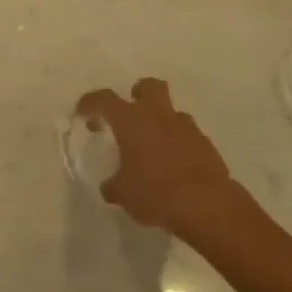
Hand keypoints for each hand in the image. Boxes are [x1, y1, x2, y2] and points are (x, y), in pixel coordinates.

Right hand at [75, 77, 241, 238]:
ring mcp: (186, 127)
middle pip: (149, 86)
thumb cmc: (156, 193)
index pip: (103, 99)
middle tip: (130, 113)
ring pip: (171, 112)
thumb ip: (113, 185)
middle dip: (138, 94)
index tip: (83, 113)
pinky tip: (175, 166)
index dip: (90, 103)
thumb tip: (111, 186)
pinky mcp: (206, 144)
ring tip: (154, 148)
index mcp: (131, 120)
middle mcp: (158, 115)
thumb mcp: (123, 194)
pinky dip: (179, 144)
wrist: (207, 206)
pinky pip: (188, 135)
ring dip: (161, 123)